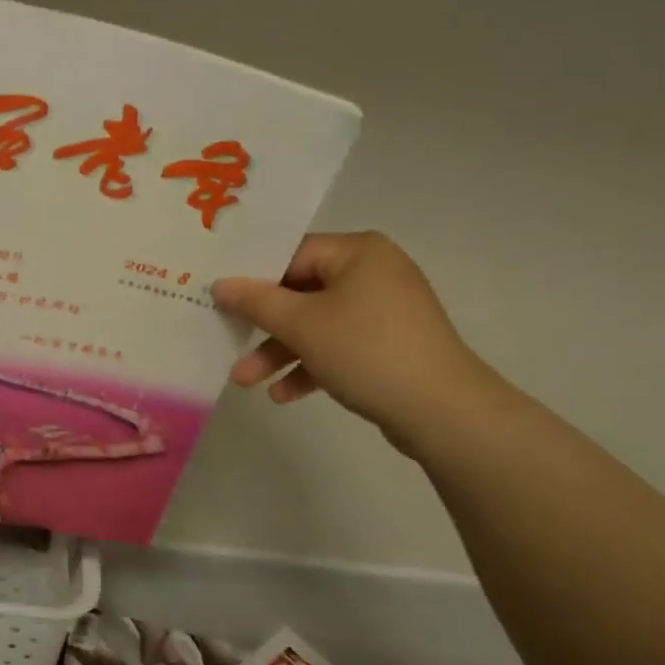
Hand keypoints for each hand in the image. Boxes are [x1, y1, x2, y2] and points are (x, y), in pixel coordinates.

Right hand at [212, 232, 508, 453]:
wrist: (444, 412)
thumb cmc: (367, 351)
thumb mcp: (302, 324)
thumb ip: (256, 301)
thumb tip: (220, 284)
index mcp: (358, 252)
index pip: (292, 253)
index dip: (253, 278)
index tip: (220, 300)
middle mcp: (374, 272)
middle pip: (302, 292)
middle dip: (264, 325)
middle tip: (227, 341)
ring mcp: (384, 311)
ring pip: (318, 324)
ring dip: (280, 352)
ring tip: (246, 382)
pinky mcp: (389, 346)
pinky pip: (339, 347)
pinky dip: (311, 366)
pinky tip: (283, 396)